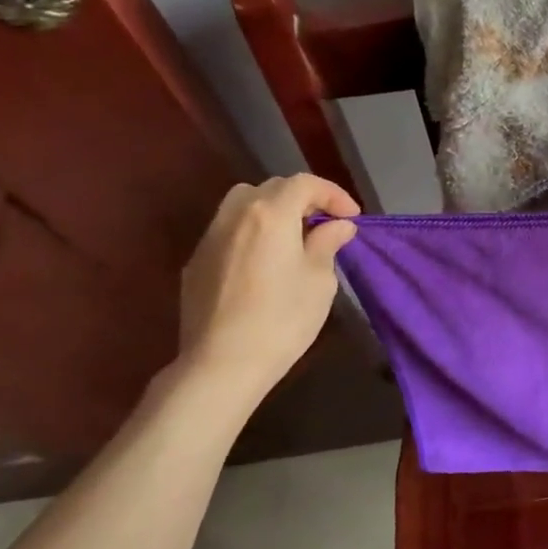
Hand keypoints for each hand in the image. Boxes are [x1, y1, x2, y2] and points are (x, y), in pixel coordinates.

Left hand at [176, 174, 359, 398]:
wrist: (222, 364)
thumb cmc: (282, 319)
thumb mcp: (319, 280)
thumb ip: (327, 243)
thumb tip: (337, 226)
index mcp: (271, 214)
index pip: (305, 184)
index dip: (333, 194)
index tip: (351, 217)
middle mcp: (235, 214)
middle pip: (272, 188)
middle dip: (303, 199)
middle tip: (325, 223)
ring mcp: (210, 237)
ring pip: (243, 204)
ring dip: (273, 210)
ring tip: (293, 236)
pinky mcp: (196, 262)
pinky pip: (228, 230)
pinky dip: (251, 231)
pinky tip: (264, 260)